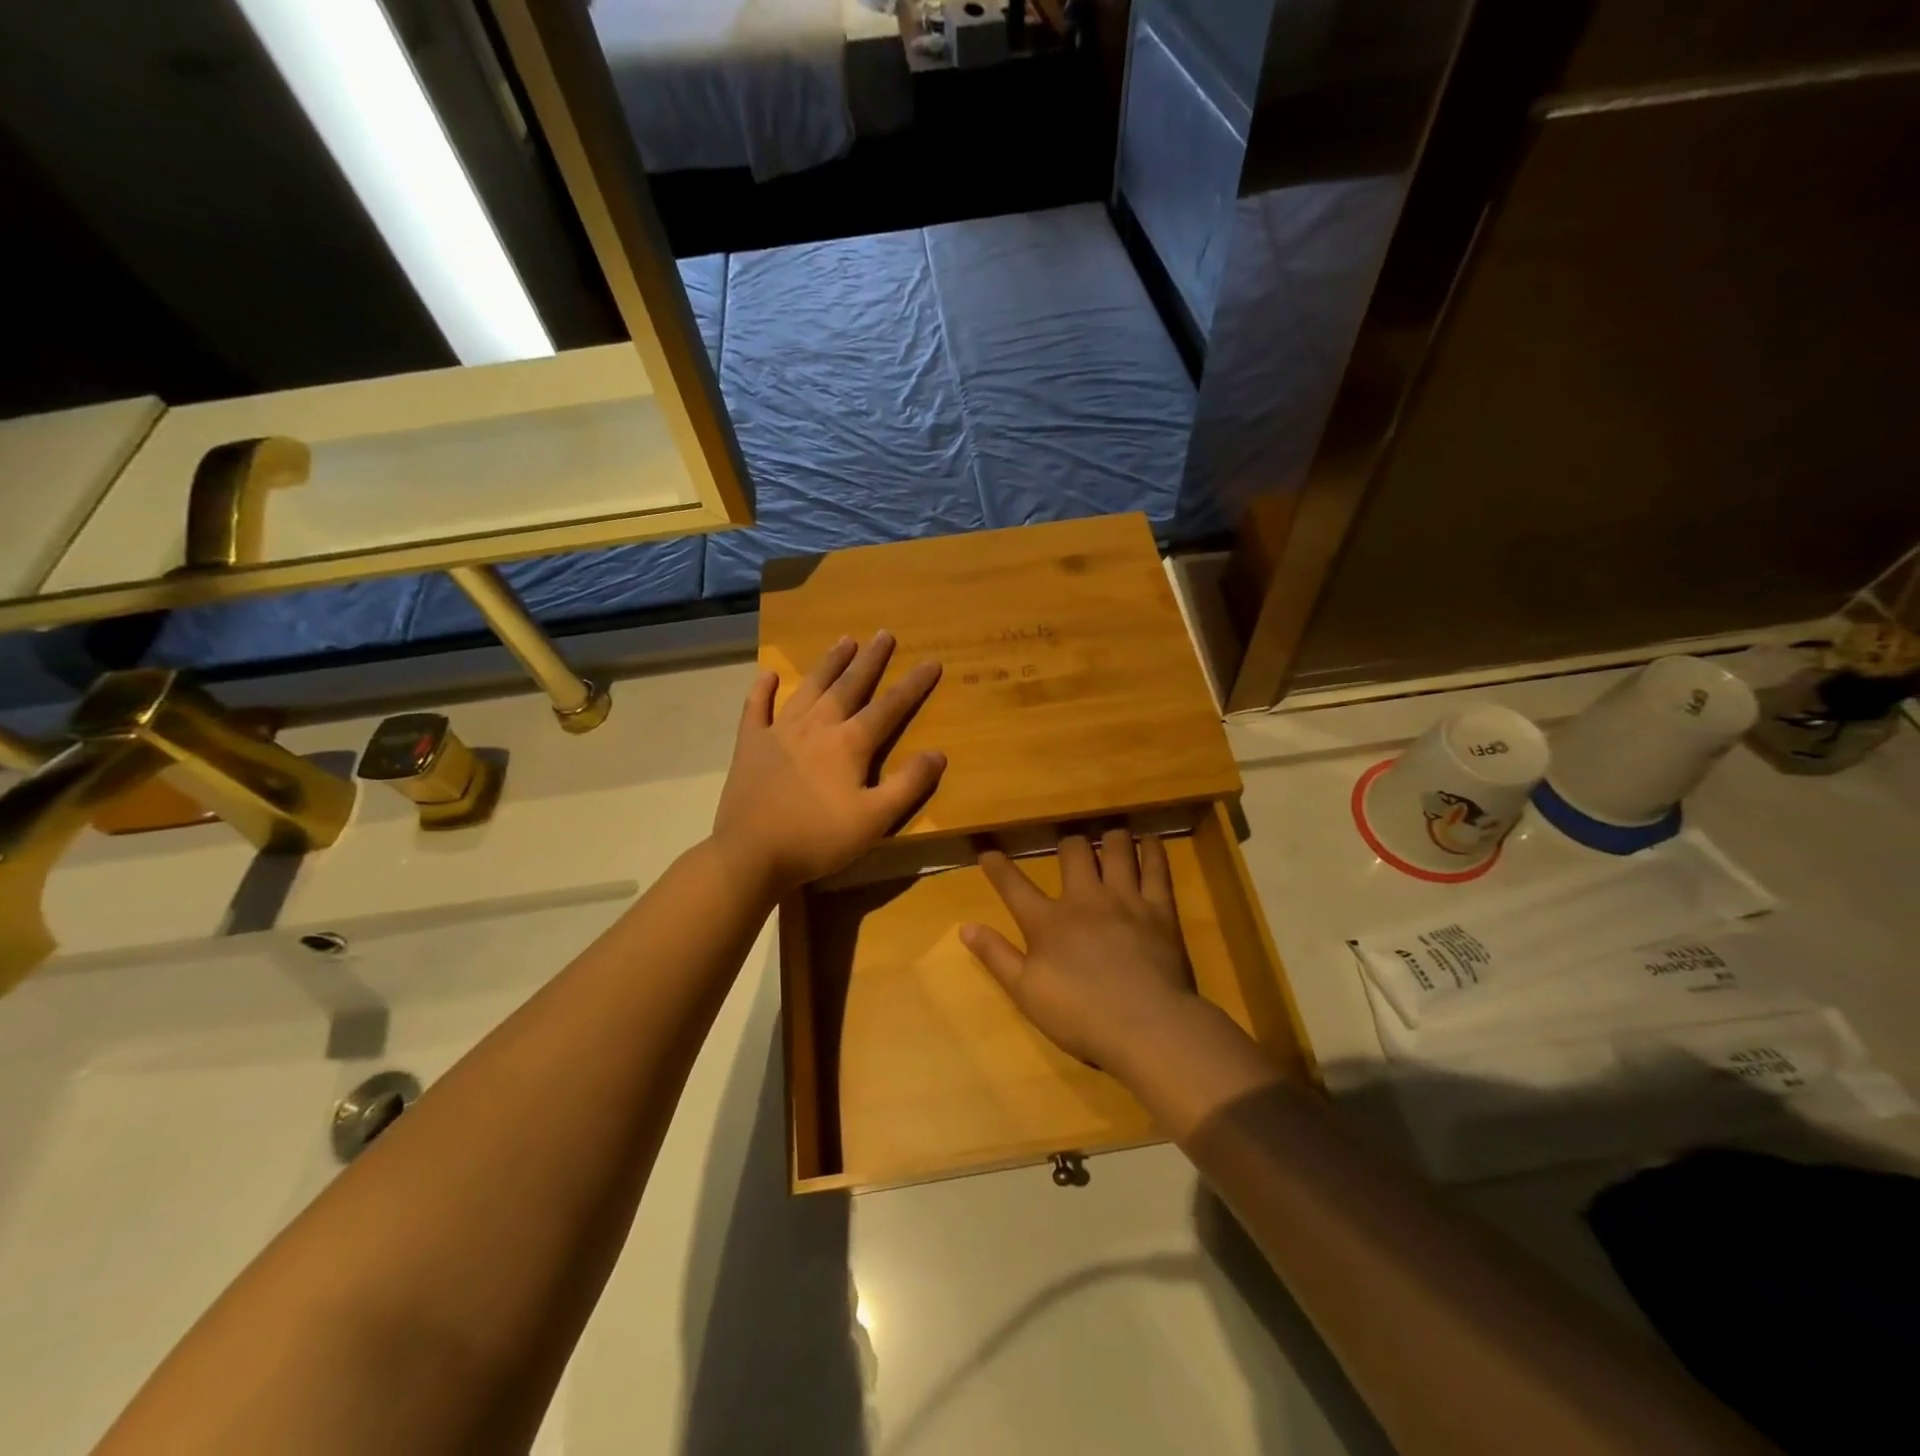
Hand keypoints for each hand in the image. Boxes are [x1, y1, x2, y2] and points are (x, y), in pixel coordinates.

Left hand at [712, 632, 944, 897]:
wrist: (750, 854)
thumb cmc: (818, 838)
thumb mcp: (874, 819)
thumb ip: (908, 785)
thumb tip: (939, 753)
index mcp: (849, 744)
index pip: (889, 707)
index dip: (913, 684)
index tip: (931, 661)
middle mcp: (817, 726)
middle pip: (849, 686)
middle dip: (870, 660)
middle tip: (883, 634)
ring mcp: (779, 732)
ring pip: (809, 688)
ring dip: (828, 664)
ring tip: (844, 641)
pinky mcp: (750, 745)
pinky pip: (756, 709)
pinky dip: (762, 691)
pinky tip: (768, 675)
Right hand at [961, 830, 1199, 1072]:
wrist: (1146, 1027)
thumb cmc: (1080, 1016)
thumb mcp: (1025, 993)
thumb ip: (996, 956)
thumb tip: (965, 927)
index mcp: (1047, 921)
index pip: (1014, 885)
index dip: (998, 867)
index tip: (988, 852)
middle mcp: (1084, 899)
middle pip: (1073, 851)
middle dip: (1068, 844)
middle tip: (1069, 850)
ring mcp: (1124, 899)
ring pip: (1116, 848)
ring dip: (1110, 840)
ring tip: (1109, 840)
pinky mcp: (1159, 909)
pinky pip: (1157, 867)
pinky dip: (1153, 849)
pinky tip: (1151, 841)